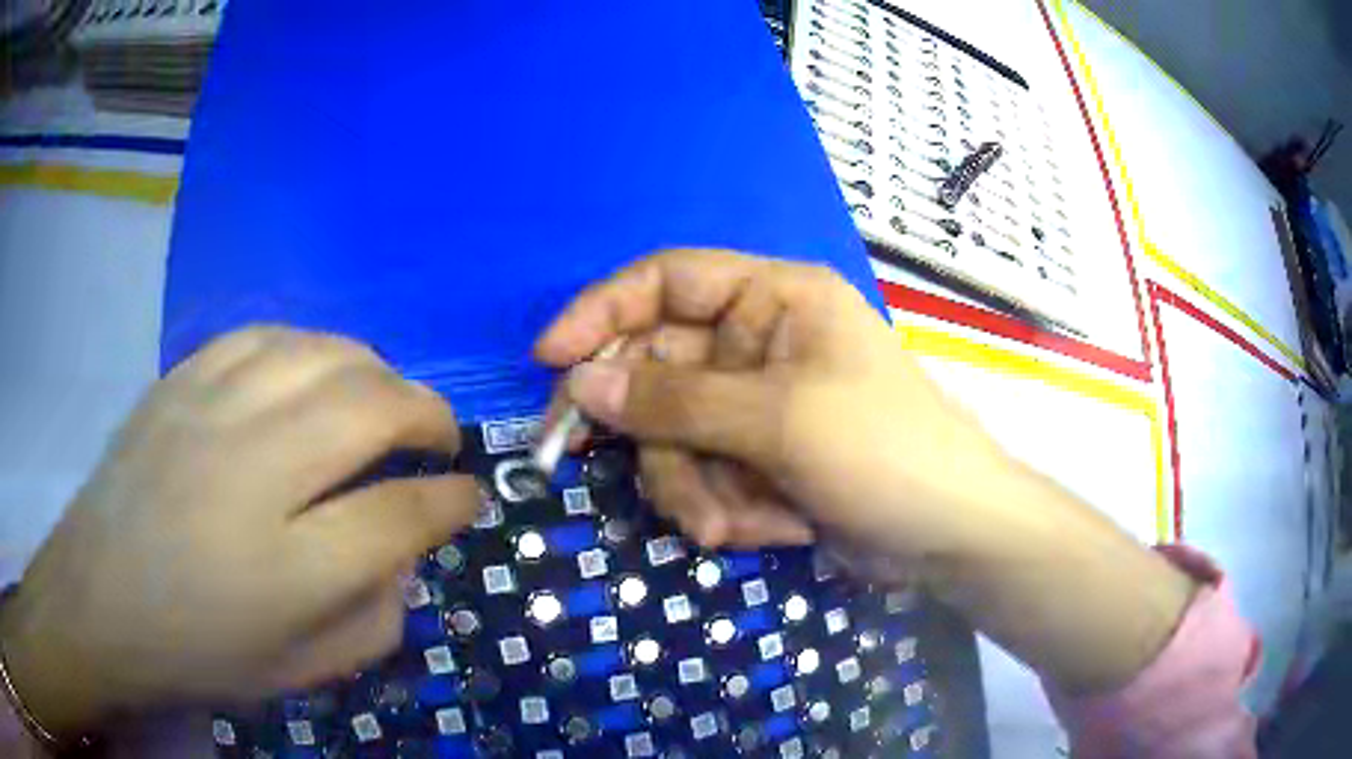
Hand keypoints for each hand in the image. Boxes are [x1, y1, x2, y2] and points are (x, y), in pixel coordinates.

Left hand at [0, 328, 480, 737]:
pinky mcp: (181, 380)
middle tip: (439, 437)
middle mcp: (252, 474)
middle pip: (369, 409)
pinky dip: (311, 347)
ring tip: (386, 398)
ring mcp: (210, 412)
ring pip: (323, 355)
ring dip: (376, 371)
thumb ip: (372, 620)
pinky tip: (317, 372)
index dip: (450, 501)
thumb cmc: (199, 650)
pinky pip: (267, 335)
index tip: (468, 496)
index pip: (399, 515)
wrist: (99, 602)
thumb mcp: (299, 670)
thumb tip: (407, 557)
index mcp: (287, 571)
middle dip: (428, 415)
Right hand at [535, 248, 1005, 555]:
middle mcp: (756, 342)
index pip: (667, 280)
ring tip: (726, 525)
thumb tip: (581, 382)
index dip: (602, 311)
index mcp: (773, 299)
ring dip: (689, 487)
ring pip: (672, 437)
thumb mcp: (779, 419)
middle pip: (656, 368)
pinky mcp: (757, 459)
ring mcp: (754, 405)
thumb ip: (676, 400)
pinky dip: (723, 509)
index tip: (548, 358)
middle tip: (576, 462)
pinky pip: (703, 475)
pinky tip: (767, 531)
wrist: (947, 534)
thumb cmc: (883, 452)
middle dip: (644, 432)